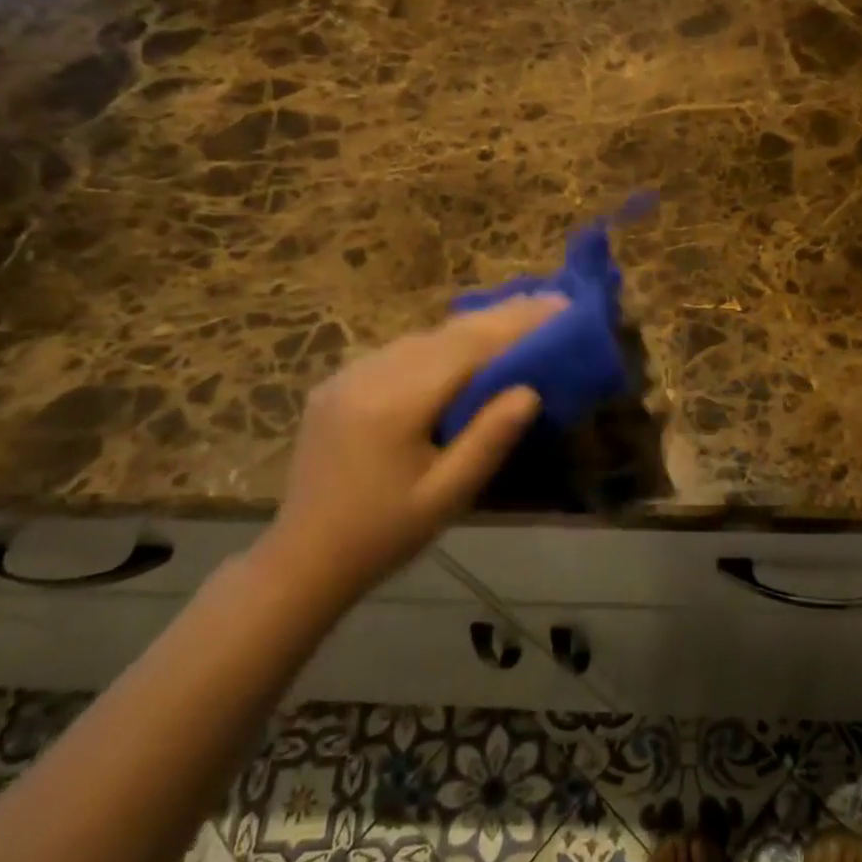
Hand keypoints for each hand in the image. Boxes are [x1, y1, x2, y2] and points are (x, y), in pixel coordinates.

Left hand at [258, 295, 567, 604]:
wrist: (302, 559)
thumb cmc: (383, 535)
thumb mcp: (447, 496)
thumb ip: (489, 440)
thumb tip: (530, 390)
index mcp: (396, 403)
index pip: (469, 347)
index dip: (516, 324)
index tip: (559, 306)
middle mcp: (370, 374)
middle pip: (447, 333)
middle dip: (501, 316)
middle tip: (550, 302)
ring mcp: (349, 375)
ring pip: (423, 337)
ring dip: (472, 327)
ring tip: (516, 320)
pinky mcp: (339, 383)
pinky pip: (400, 352)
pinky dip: (440, 344)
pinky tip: (463, 349)